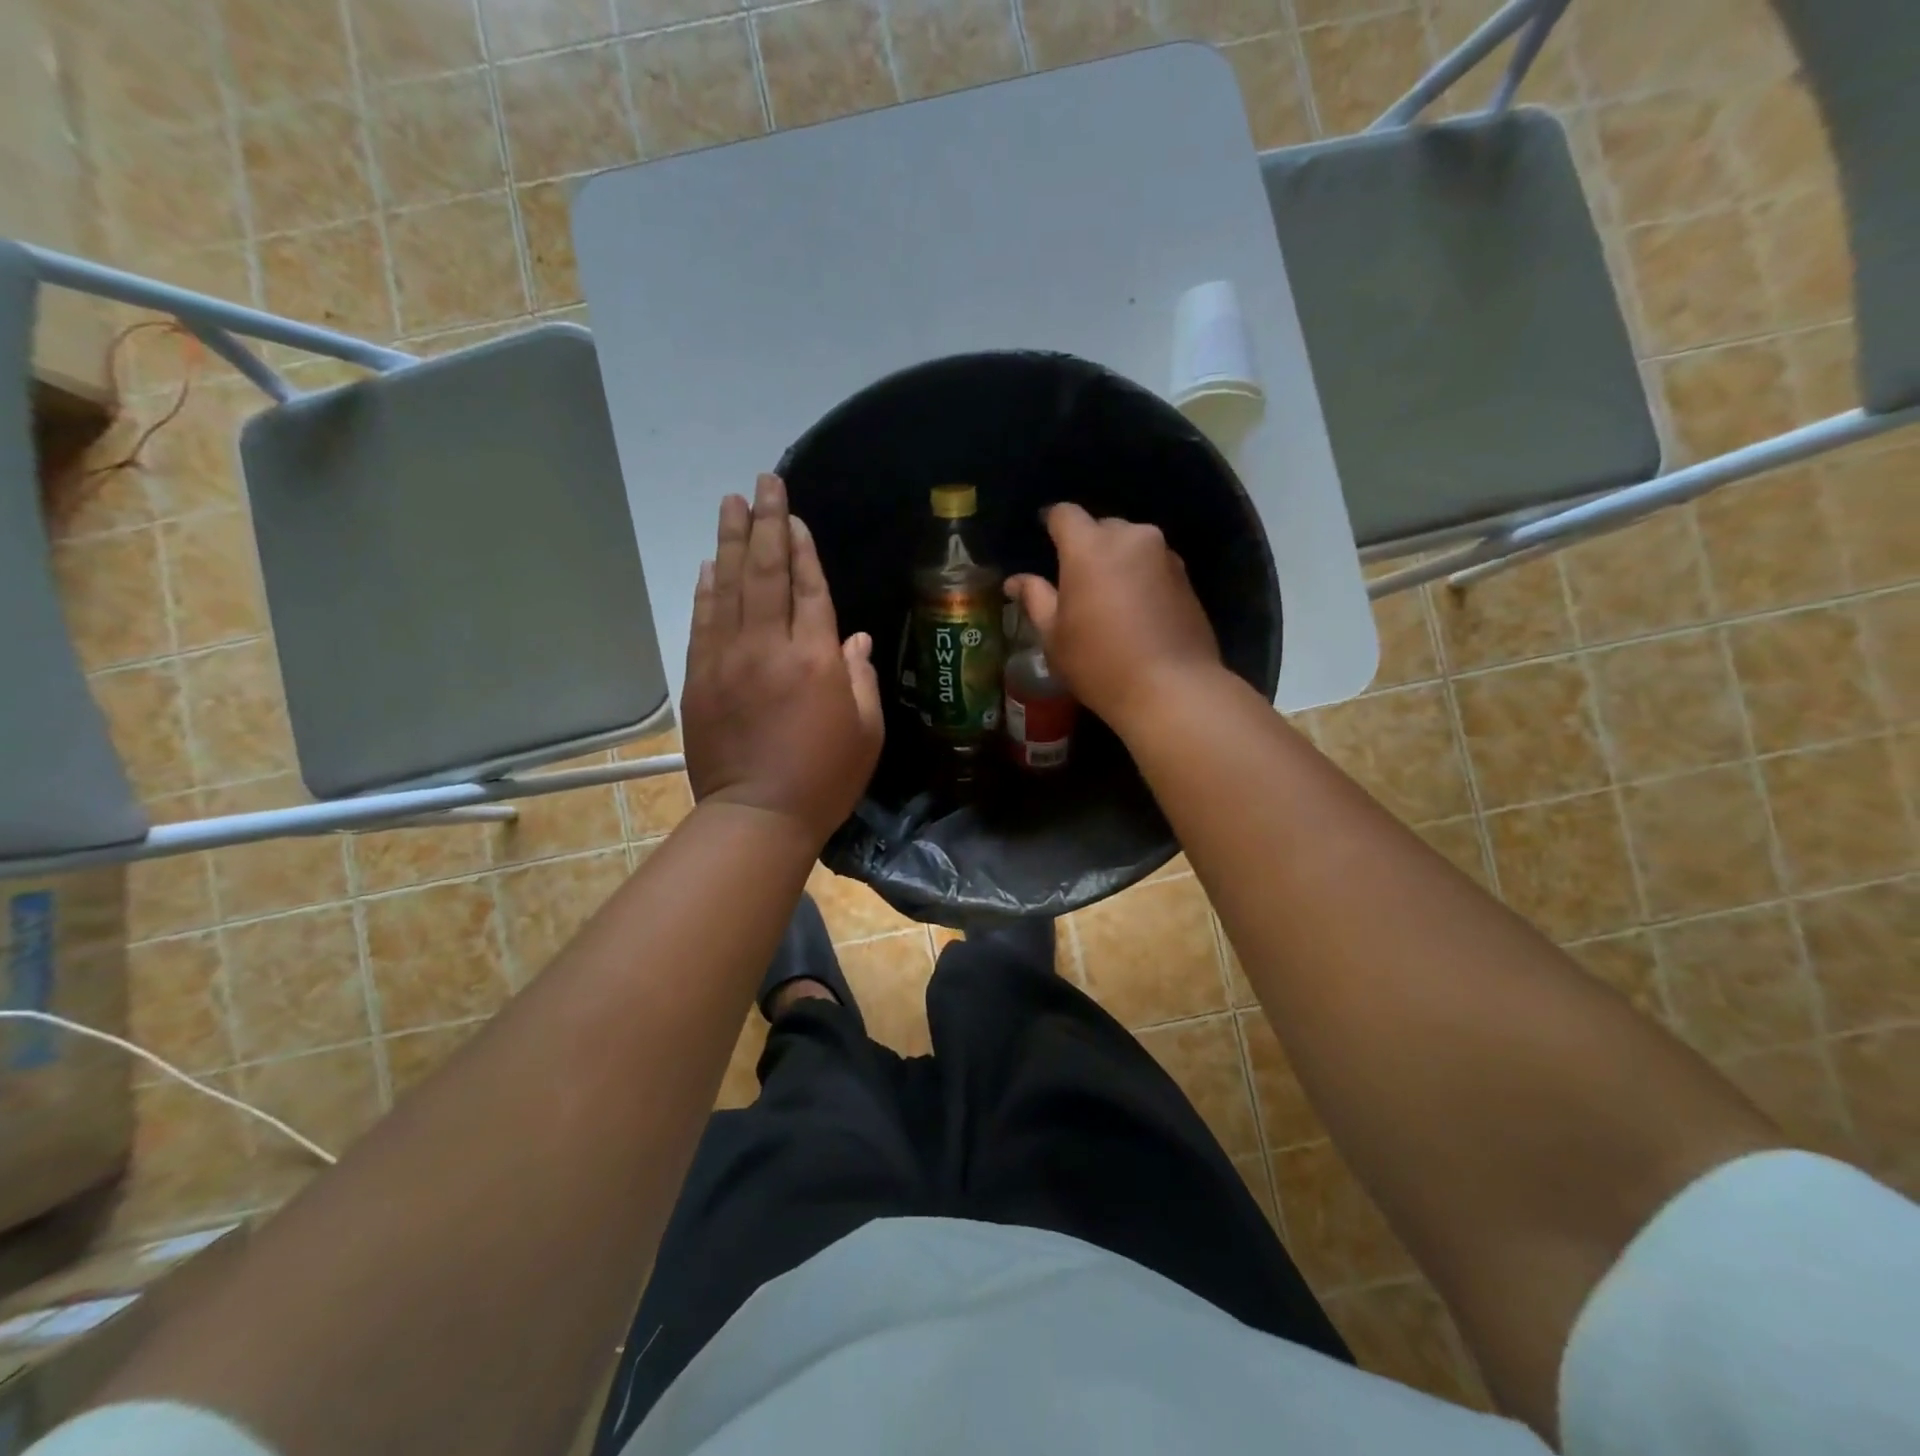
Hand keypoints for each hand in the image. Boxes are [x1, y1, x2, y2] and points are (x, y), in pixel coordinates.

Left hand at [681, 474, 883, 844]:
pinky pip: (703, 620)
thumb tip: (853, 638)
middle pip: (766, 572)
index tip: (794, 514)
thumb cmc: (825, 777)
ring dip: (730, 541)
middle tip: (763, 482)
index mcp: (816, 659)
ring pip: (728, 587)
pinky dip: (706, 588)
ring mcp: (728, 659)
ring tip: (731, 503)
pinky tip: (709, 563)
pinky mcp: (699, 677)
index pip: (808, 588)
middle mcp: (769, 647)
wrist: (758, 816)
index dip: (802, 548)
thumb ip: (860, 678)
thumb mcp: (866, 731)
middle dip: (766, 523)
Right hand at [1005, 503, 1220, 733]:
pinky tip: (1136, 612)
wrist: (1172, 689)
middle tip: (1075, 581)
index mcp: (1090, 547)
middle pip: (1101, 527)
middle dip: (1087, 546)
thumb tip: (1016, 581)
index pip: (1065, 514)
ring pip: (1131, 545)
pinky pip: (1153, 565)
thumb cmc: (1099, 663)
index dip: (1051, 522)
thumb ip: (1035, 598)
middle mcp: (1131, 538)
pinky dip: (1141, 578)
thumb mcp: (1054, 636)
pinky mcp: (1187, 578)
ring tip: (1108, 599)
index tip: (1044, 538)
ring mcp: (1165, 556)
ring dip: (1117, 562)